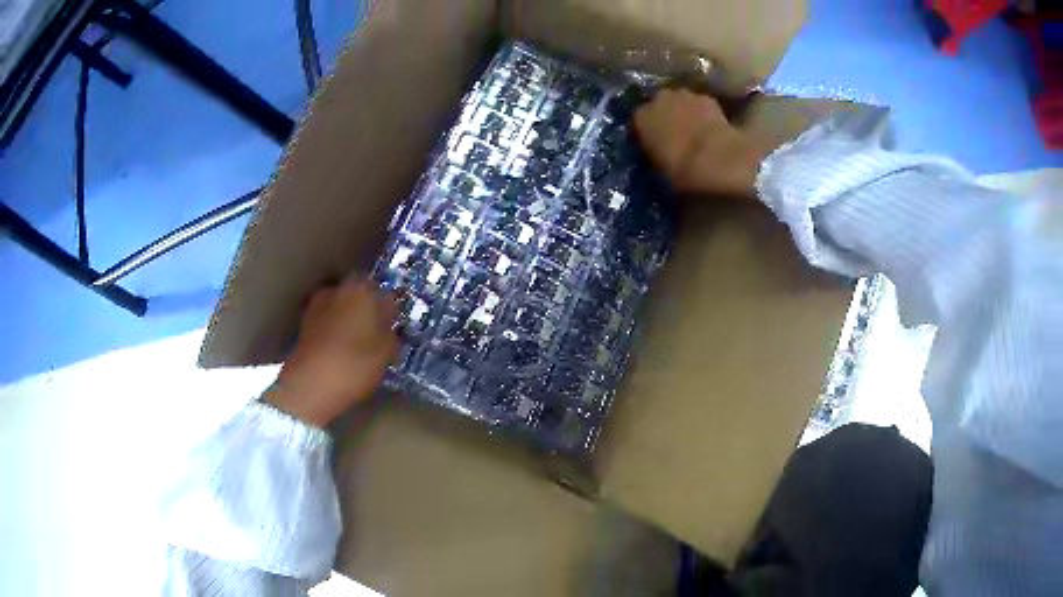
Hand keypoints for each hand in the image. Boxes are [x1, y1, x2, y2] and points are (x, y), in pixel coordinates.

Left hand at [266, 278, 398, 427]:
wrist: (310, 385)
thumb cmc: (355, 365)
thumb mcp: (387, 353)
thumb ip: (391, 333)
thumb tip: (388, 326)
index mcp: (364, 290)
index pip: (385, 292)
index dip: (389, 308)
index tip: (392, 324)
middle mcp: (339, 289)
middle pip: (359, 294)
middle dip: (366, 308)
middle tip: (373, 331)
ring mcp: (317, 303)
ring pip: (340, 305)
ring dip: (346, 317)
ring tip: (353, 341)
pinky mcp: (303, 322)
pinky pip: (326, 320)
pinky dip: (332, 329)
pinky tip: (337, 348)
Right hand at [634, 89, 769, 196]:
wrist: (715, 158)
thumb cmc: (680, 169)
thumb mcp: (657, 167)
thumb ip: (654, 153)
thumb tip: (657, 152)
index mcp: (641, 118)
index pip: (637, 121)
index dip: (646, 133)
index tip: (652, 144)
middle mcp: (658, 99)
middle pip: (659, 105)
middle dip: (665, 116)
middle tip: (673, 135)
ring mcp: (683, 95)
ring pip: (680, 102)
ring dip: (684, 112)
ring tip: (693, 131)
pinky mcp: (707, 98)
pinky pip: (701, 105)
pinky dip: (704, 114)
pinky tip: (710, 129)